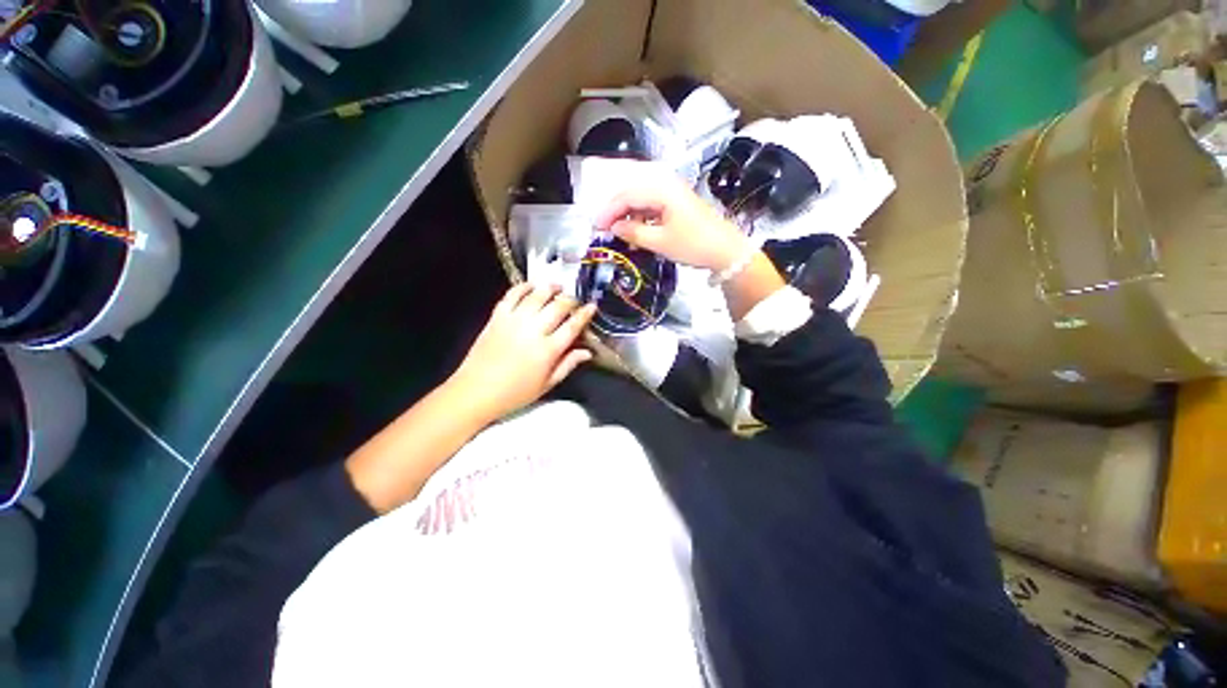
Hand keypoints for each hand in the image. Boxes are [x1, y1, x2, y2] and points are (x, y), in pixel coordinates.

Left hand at [449, 283, 595, 420]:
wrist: (476, 391)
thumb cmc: (515, 393)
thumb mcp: (547, 384)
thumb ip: (568, 365)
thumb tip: (587, 352)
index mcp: (548, 350)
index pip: (572, 326)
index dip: (584, 314)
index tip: (592, 306)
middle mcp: (534, 331)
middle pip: (558, 307)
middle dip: (570, 300)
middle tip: (574, 299)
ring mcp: (514, 321)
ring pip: (537, 296)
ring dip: (550, 288)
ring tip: (557, 286)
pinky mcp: (497, 317)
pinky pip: (512, 295)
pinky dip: (523, 287)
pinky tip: (531, 285)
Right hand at [594, 175, 750, 271]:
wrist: (726, 250)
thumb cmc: (694, 245)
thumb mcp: (660, 242)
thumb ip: (634, 232)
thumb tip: (614, 228)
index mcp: (662, 190)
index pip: (627, 195)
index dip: (609, 211)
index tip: (597, 227)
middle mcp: (666, 184)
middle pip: (632, 191)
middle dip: (615, 209)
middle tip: (603, 227)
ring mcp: (673, 191)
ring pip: (641, 197)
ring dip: (627, 213)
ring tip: (617, 231)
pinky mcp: (677, 202)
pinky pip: (651, 204)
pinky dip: (640, 216)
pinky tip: (635, 229)